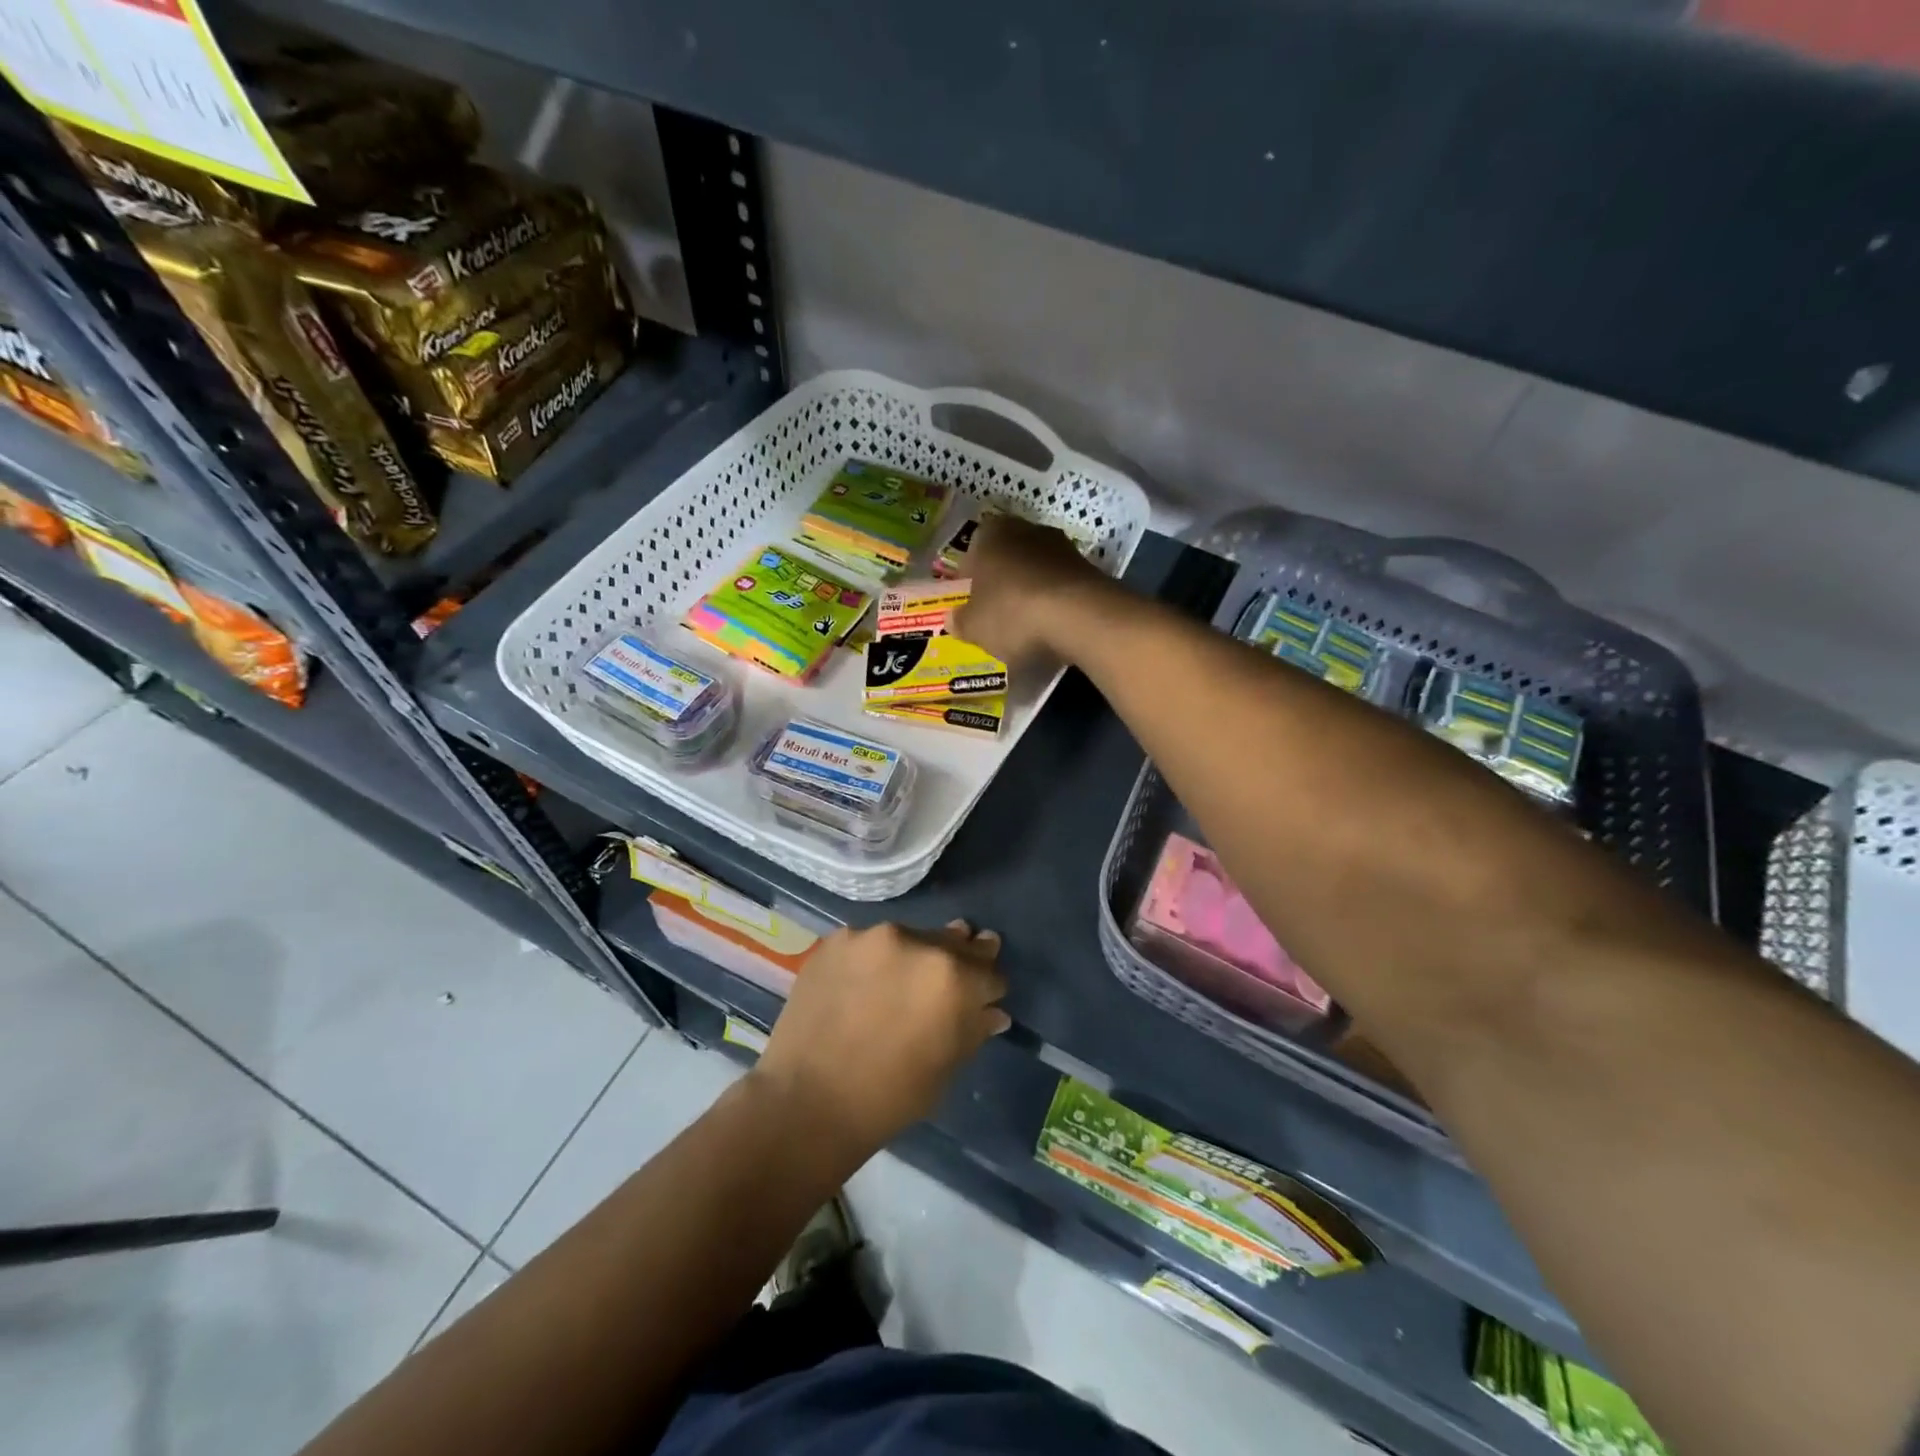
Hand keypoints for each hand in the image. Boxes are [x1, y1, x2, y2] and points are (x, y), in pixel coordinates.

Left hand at [750, 921, 1008, 1161]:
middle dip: (957, 961)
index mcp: (953, 977)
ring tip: (899, 984)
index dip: (987, 988)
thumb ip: (974, 1029)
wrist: (808, 1101)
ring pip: (909, 939)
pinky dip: (874, 960)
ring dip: (913, 956)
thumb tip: (993, 1011)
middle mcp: (917, 942)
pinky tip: (863, 986)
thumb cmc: (890, 1097)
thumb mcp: (946, 1068)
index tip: (981, 996)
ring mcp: (872, 936)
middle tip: (948, 980)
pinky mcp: (837, 939)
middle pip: (952, 942)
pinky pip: (869, 944)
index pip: (989, 970)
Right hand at [951, 515, 1110, 666]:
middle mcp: (1026, 529)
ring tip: (1026, 625)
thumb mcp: (974, 626)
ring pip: (1036, 569)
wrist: (1079, 616)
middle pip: (1007, 557)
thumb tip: (954, 619)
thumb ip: (960, 621)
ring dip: (1030, 591)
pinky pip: (1060, 585)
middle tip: (996, 613)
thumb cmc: (1012, 612)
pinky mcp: (1088, 567)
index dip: (970, 579)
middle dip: (1002, 582)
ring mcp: (1062, 546)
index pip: (972, 550)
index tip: (971, 603)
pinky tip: (1051, 627)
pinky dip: (1054, 602)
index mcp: (990, 534)